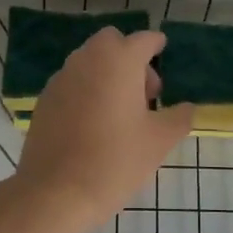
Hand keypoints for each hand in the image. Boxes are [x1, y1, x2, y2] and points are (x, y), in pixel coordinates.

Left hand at [14, 29, 194, 232]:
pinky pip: (72, 82)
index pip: (143, 39)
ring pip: (89, 61)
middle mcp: (87, 59)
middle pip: (112, 43)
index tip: (163, 53)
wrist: (55, 192)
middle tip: (145, 93)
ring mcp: (62, 78)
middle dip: (130, 57)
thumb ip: (179, 118)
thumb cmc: (115, 161)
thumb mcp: (159, 141)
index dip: (156, 45)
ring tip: (120, 112)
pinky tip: (93, 124)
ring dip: (107, 73)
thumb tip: (186, 108)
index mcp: (119, 61)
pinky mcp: (45, 99)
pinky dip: (86, 90)